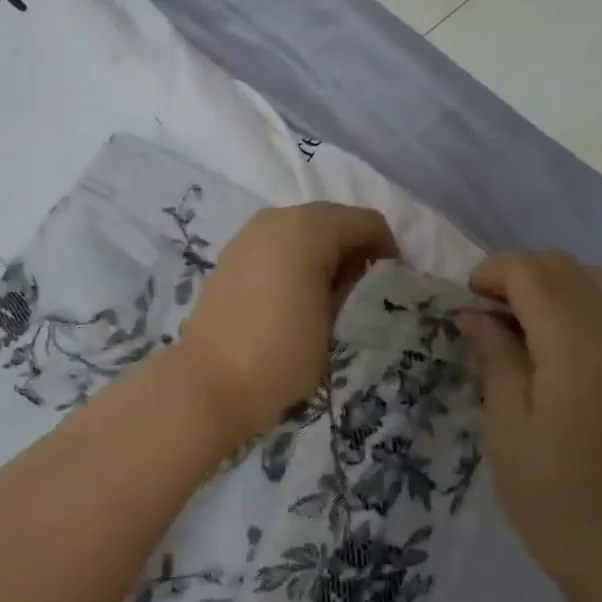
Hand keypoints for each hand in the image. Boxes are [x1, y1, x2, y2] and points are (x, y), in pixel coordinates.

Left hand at [177, 203, 398, 442]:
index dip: (388, 250)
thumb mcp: (334, 320)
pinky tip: (297, 297)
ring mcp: (248, 236)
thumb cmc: (282, 352)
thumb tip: (355, 274)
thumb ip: (351, 286)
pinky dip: (295, 261)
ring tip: (331, 298)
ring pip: (302, 231)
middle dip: (355, 249)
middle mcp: (276, 219)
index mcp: (308, 227)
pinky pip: (276, 246)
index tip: (392, 286)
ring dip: (324, 254)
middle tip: (364, 292)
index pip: (366, 222)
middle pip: (332, 220)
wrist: (209, 383)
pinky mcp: (231, 257)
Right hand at [457, 252, 601, 600]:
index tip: (467, 303)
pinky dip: (591, 302)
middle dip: (520, 274)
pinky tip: (570, 337)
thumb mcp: (506, 426)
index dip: (491, 273)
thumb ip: (494, 357)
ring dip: (556, 284)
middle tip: (489, 313)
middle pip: (566, 267)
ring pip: (600, 280)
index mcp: (576, 346)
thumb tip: (474, 314)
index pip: (531, 273)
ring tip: (526, 322)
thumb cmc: (554, 495)